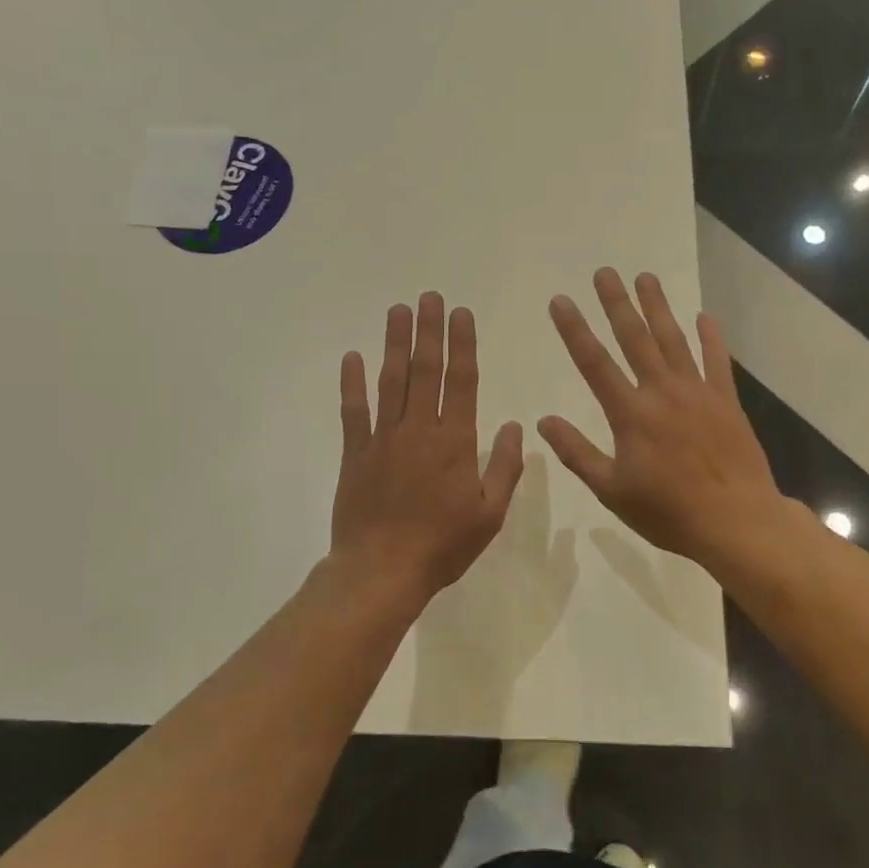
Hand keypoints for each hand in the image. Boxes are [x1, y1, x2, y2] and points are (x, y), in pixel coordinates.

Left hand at [332, 292, 524, 602]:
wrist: (381, 571)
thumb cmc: (442, 546)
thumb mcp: (489, 515)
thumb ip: (504, 468)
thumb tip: (516, 427)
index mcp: (455, 442)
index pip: (462, 381)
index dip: (462, 345)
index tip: (461, 314)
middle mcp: (419, 430)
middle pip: (425, 370)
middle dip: (429, 330)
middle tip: (430, 296)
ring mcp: (383, 439)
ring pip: (391, 381)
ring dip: (395, 343)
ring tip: (398, 310)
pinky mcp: (355, 453)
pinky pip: (353, 411)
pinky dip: (352, 383)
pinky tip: (352, 357)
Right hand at [539, 268, 785, 570]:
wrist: (736, 521)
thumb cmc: (668, 511)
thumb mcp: (612, 490)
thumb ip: (577, 453)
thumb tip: (544, 422)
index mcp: (630, 414)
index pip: (594, 363)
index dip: (574, 330)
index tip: (561, 301)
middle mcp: (662, 392)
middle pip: (635, 339)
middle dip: (616, 304)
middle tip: (604, 272)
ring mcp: (697, 393)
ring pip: (673, 340)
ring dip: (658, 307)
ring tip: (646, 277)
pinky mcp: (726, 401)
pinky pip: (716, 361)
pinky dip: (710, 337)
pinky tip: (704, 316)